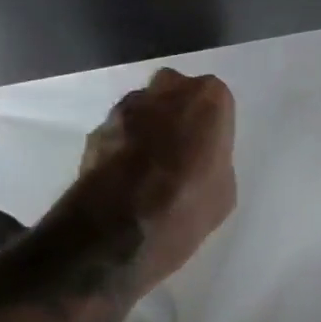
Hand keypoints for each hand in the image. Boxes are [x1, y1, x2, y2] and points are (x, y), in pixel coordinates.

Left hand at [74, 68, 236, 294]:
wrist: (118, 230)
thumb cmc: (186, 207)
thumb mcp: (224, 190)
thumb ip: (215, 159)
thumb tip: (201, 161)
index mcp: (208, 99)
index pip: (216, 98)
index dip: (213, 123)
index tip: (211, 146)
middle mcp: (166, 91)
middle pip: (176, 90)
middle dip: (179, 111)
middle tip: (184, 147)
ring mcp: (126, 108)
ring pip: (144, 107)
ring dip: (150, 125)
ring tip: (152, 164)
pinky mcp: (96, 129)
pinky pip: (119, 130)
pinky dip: (124, 144)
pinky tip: (126, 175)